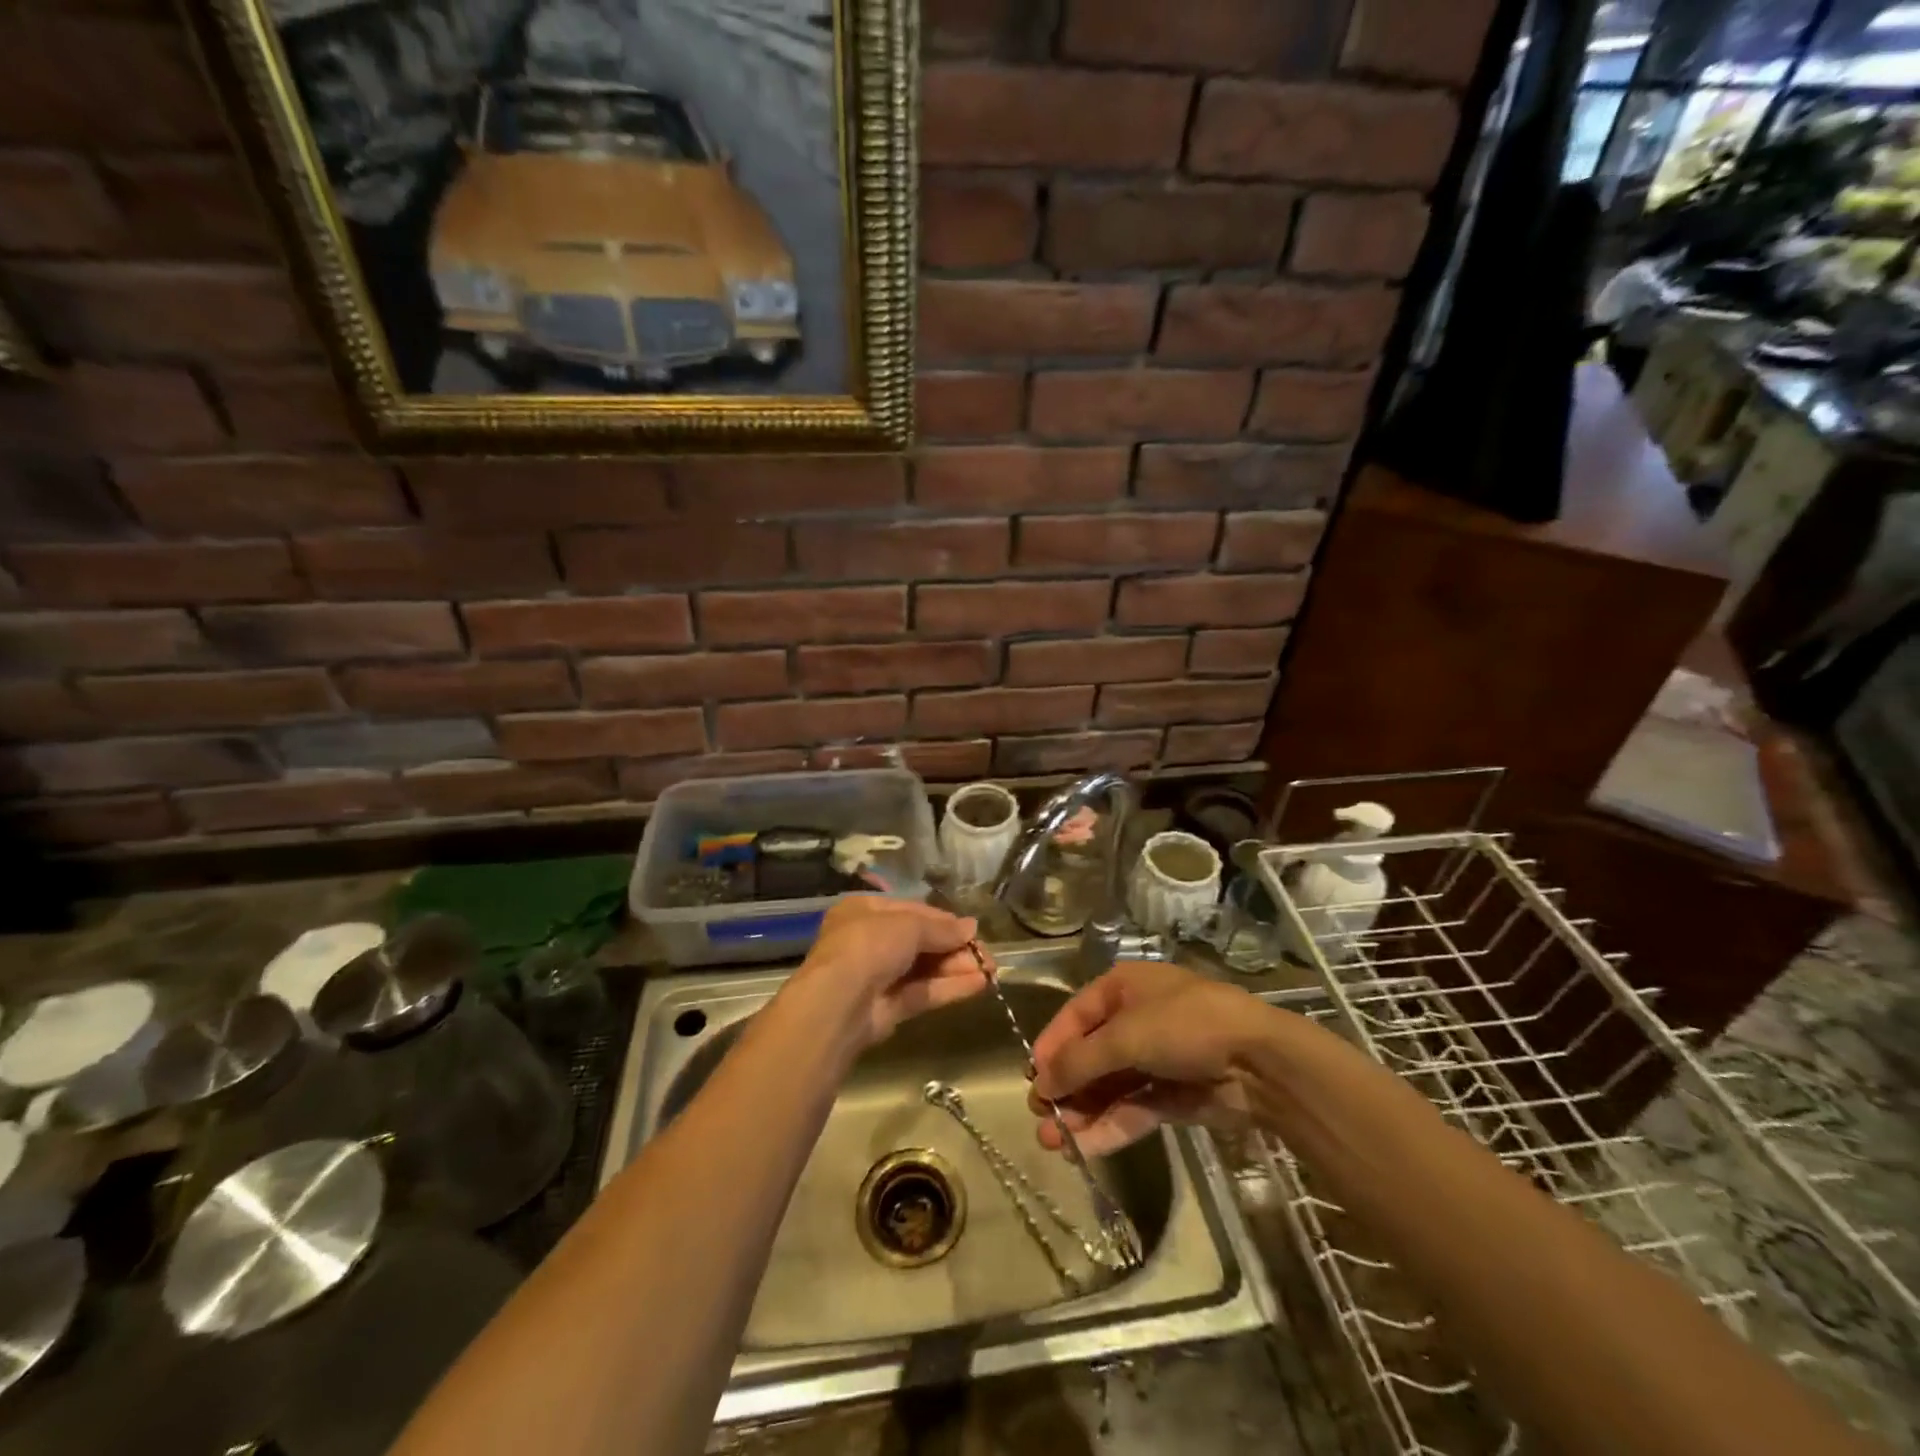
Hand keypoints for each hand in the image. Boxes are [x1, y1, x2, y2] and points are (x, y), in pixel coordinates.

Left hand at [789, 897, 990, 1051]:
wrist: (839, 1003)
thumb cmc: (869, 946)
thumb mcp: (908, 925)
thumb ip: (941, 928)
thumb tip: (971, 927)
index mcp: (863, 911)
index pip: (911, 911)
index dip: (943, 920)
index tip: (972, 929)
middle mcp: (868, 941)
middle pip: (920, 941)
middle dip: (954, 947)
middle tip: (987, 954)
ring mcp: (877, 976)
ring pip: (923, 968)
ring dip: (956, 967)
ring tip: (991, 970)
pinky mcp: (887, 1008)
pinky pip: (922, 992)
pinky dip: (949, 987)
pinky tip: (979, 984)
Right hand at [1028, 961, 1267, 1155]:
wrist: (1260, 1062)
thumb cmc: (1184, 1026)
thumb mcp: (1125, 1035)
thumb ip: (1080, 1060)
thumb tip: (1040, 1082)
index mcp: (1124, 988)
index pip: (1076, 1016)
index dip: (1052, 1046)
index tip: (1032, 1078)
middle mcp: (1136, 1020)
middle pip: (1090, 1055)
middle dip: (1065, 1086)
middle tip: (1040, 1118)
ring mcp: (1156, 1060)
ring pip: (1108, 1087)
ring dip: (1081, 1112)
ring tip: (1052, 1143)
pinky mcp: (1172, 1096)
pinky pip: (1131, 1110)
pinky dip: (1108, 1128)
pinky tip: (1083, 1149)